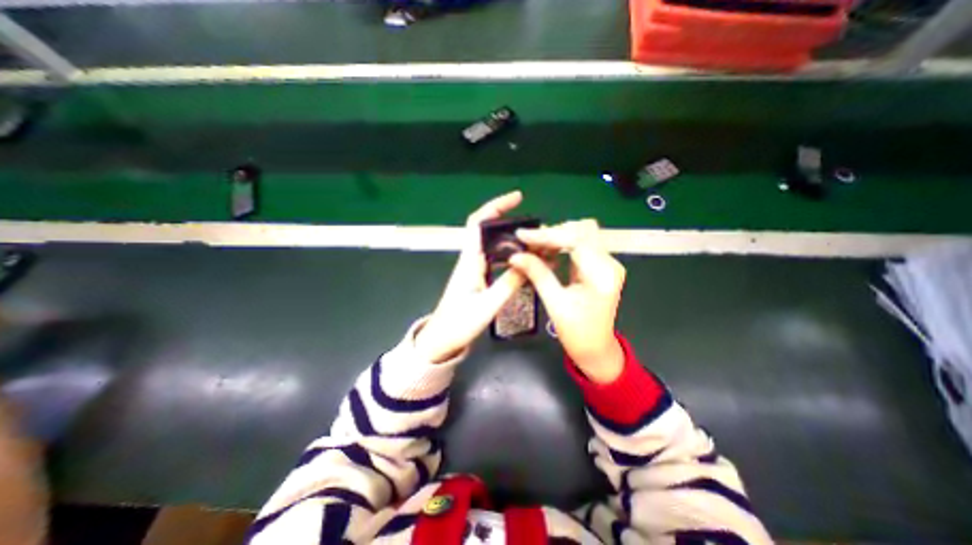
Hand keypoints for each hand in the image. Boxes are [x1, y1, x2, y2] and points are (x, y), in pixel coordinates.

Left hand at [414, 191, 527, 365]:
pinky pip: (497, 259)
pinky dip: (511, 255)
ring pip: (495, 245)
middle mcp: (471, 259)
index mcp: (469, 260)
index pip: (478, 223)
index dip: (496, 206)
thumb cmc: (459, 324)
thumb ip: (508, 284)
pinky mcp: (478, 279)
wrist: (441, 341)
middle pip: (489, 230)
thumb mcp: (487, 305)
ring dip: (514, 239)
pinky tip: (525, 261)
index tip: (517, 198)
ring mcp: (474, 269)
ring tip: (536, 242)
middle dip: (512, 222)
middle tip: (537, 227)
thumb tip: (529, 262)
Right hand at [510, 217, 621, 382]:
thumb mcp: (554, 304)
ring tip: (534, 245)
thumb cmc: (577, 333)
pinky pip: (582, 245)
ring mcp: (608, 263)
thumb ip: (537, 274)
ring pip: (582, 234)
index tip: (522, 235)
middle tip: (528, 242)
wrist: (596, 349)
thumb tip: (515, 256)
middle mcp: (610, 264)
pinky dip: (562, 244)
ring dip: (557, 236)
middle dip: (553, 232)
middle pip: (582, 230)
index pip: (575, 240)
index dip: (547, 235)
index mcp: (602, 275)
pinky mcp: (601, 266)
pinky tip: (547, 251)